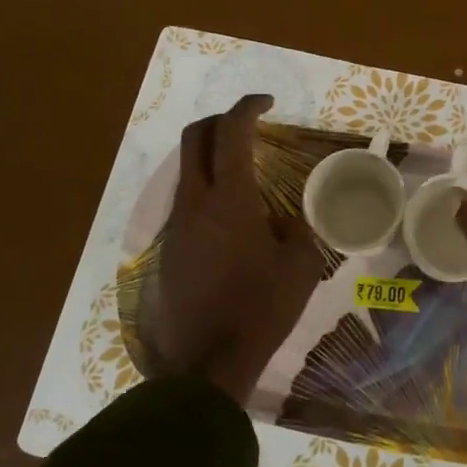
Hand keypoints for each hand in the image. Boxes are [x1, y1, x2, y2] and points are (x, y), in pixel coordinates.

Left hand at [137, 95, 322, 404]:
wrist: (206, 364)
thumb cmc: (261, 309)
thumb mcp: (300, 266)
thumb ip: (296, 229)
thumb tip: (282, 219)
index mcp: (229, 198)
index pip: (231, 132)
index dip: (248, 107)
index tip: (267, 103)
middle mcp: (194, 202)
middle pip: (194, 138)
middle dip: (220, 121)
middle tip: (248, 127)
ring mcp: (175, 226)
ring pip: (187, 172)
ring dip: (211, 160)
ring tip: (245, 178)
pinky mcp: (167, 250)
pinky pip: (186, 205)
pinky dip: (206, 194)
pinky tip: (231, 224)